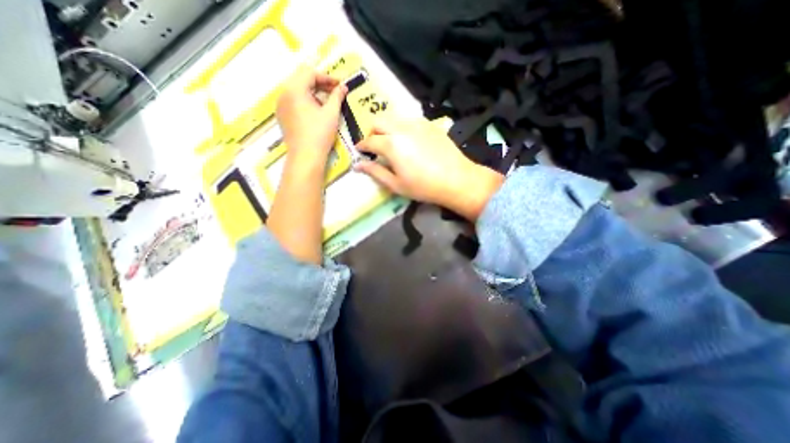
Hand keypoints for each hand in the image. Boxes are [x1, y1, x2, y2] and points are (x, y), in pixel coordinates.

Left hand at [275, 64, 345, 162]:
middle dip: (319, 83)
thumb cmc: (319, 134)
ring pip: (297, 90)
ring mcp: (281, 105)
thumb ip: (337, 97)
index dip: (327, 77)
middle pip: (301, 79)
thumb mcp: (331, 114)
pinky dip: (305, 101)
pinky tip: (315, 112)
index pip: (310, 73)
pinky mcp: (282, 116)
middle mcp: (284, 93)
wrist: (306, 156)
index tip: (339, 85)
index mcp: (295, 89)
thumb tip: (343, 87)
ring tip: (326, 103)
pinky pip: (293, 101)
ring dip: (312, 92)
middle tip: (334, 92)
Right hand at [355, 118, 502, 221]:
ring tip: (391, 143)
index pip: (369, 140)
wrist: (456, 179)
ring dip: (386, 127)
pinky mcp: (429, 124)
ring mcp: (417, 123)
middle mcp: (401, 128)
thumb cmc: (423, 186)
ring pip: (393, 117)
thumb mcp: (396, 184)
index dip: (362, 146)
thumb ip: (375, 172)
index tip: (360, 151)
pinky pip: (409, 119)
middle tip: (375, 147)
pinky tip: (408, 140)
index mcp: (390, 144)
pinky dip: (401, 126)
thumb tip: (357, 165)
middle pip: (378, 121)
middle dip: (372, 132)